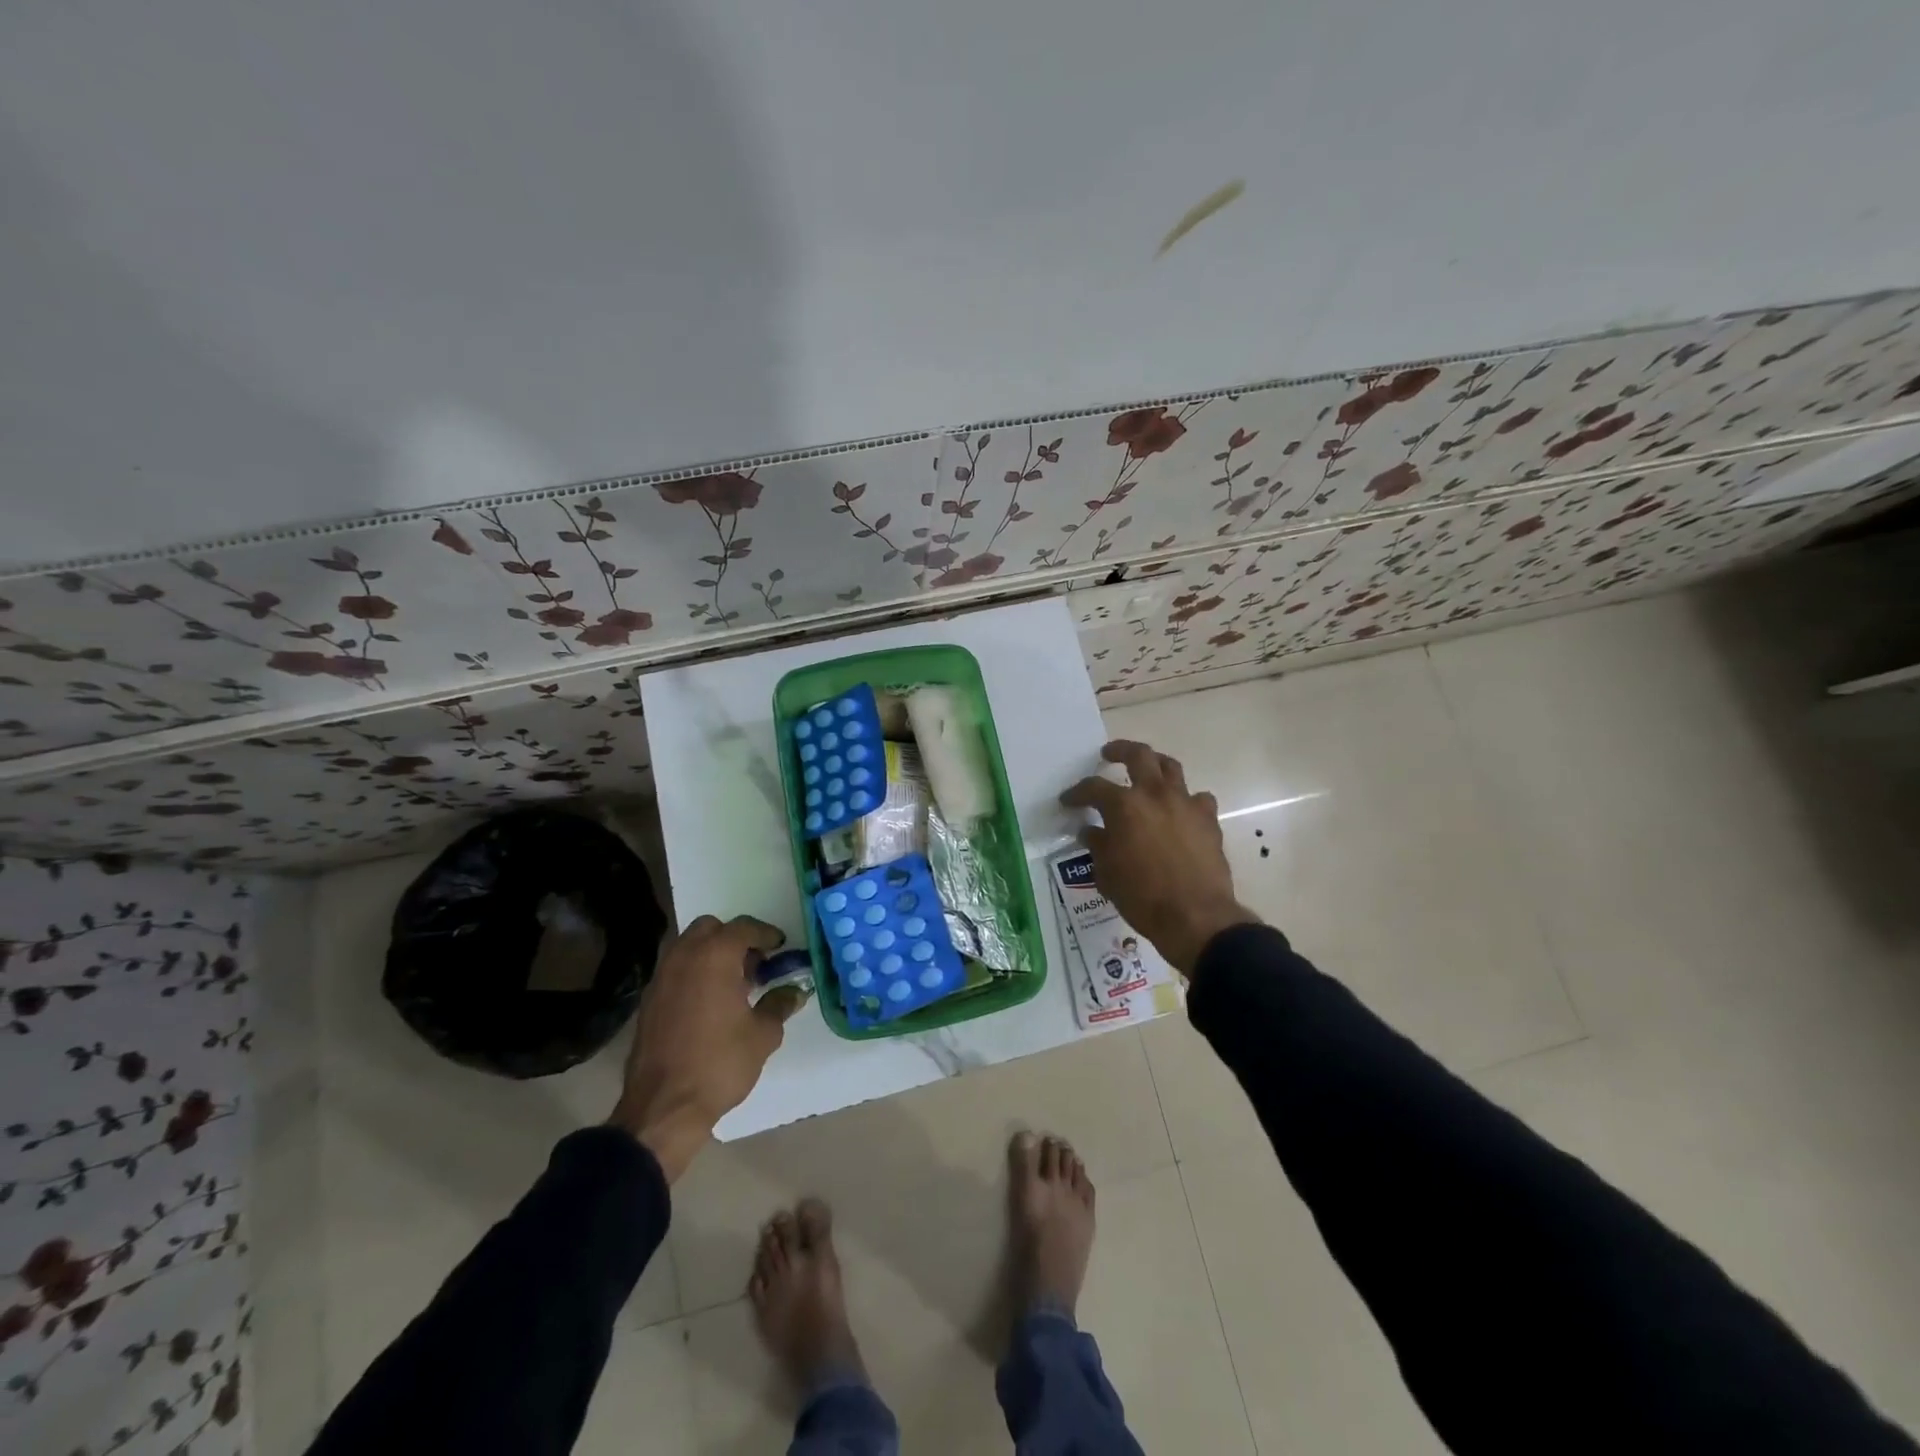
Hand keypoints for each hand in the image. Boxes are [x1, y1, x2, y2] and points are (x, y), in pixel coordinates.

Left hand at [608, 915, 807, 1180]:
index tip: (780, 946)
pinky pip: (676, 970)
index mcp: (714, 956)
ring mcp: (661, 978)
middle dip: (733, 938)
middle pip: (710, 928)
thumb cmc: (719, 1063)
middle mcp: (684, 957)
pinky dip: (694, 973)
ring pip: (688, 947)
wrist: (663, 1108)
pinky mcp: (648, 1001)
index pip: (743, 928)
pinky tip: (710, 1003)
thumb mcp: (762, 1035)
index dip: (765, 934)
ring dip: (711, 955)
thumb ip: (779, 1005)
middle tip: (754, 963)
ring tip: (733, 984)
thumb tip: (793, 992)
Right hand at [1060, 740, 1258, 975]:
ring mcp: (1186, 804)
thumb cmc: (1142, 897)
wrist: (1196, 917)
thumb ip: (1097, 845)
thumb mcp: (1107, 874)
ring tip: (1146, 771)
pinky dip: (1186, 799)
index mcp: (1124, 806)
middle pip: (1138, 755)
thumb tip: (1091, 831)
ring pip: (1171, 767)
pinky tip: (1179, 810)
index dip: (1077, 793)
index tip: (1068, 800)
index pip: (1093, 788)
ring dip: (1155, 764)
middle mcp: (1155, 795)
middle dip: (1120, 750)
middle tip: (1108, 755)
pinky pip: (1198, 798)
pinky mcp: (1208, 820)